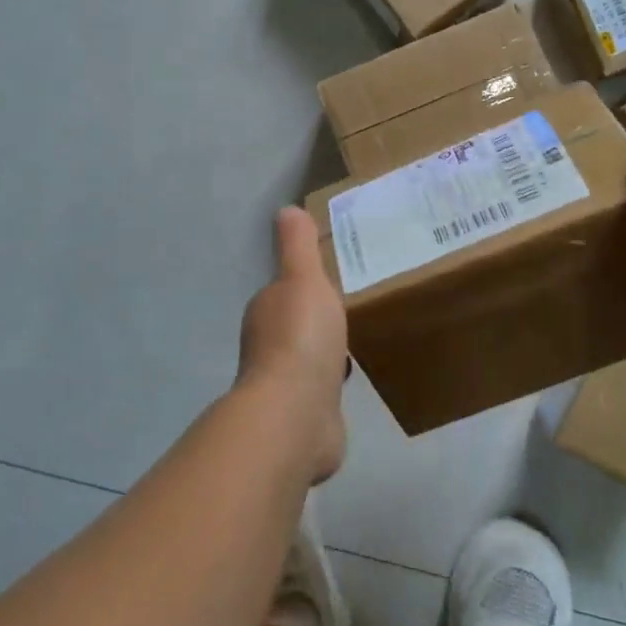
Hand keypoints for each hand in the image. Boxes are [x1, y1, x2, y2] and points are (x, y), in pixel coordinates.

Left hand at [238, 206, 348, 482]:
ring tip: (359, 341)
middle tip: (355, 306)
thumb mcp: (304, 279)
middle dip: (319, 318)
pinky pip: (321, 390)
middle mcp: (268, 345)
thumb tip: (286, 209)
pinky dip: (332, 384)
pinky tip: (352, 381)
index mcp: (266, 310)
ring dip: (326, 351)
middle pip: (297, 324)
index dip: (307, 284)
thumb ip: (297, 246)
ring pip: (309, 358)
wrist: (296, 415)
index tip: (335, 278)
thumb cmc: (300, 338)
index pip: (286, 291)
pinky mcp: (303, 416)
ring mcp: (284, 383)